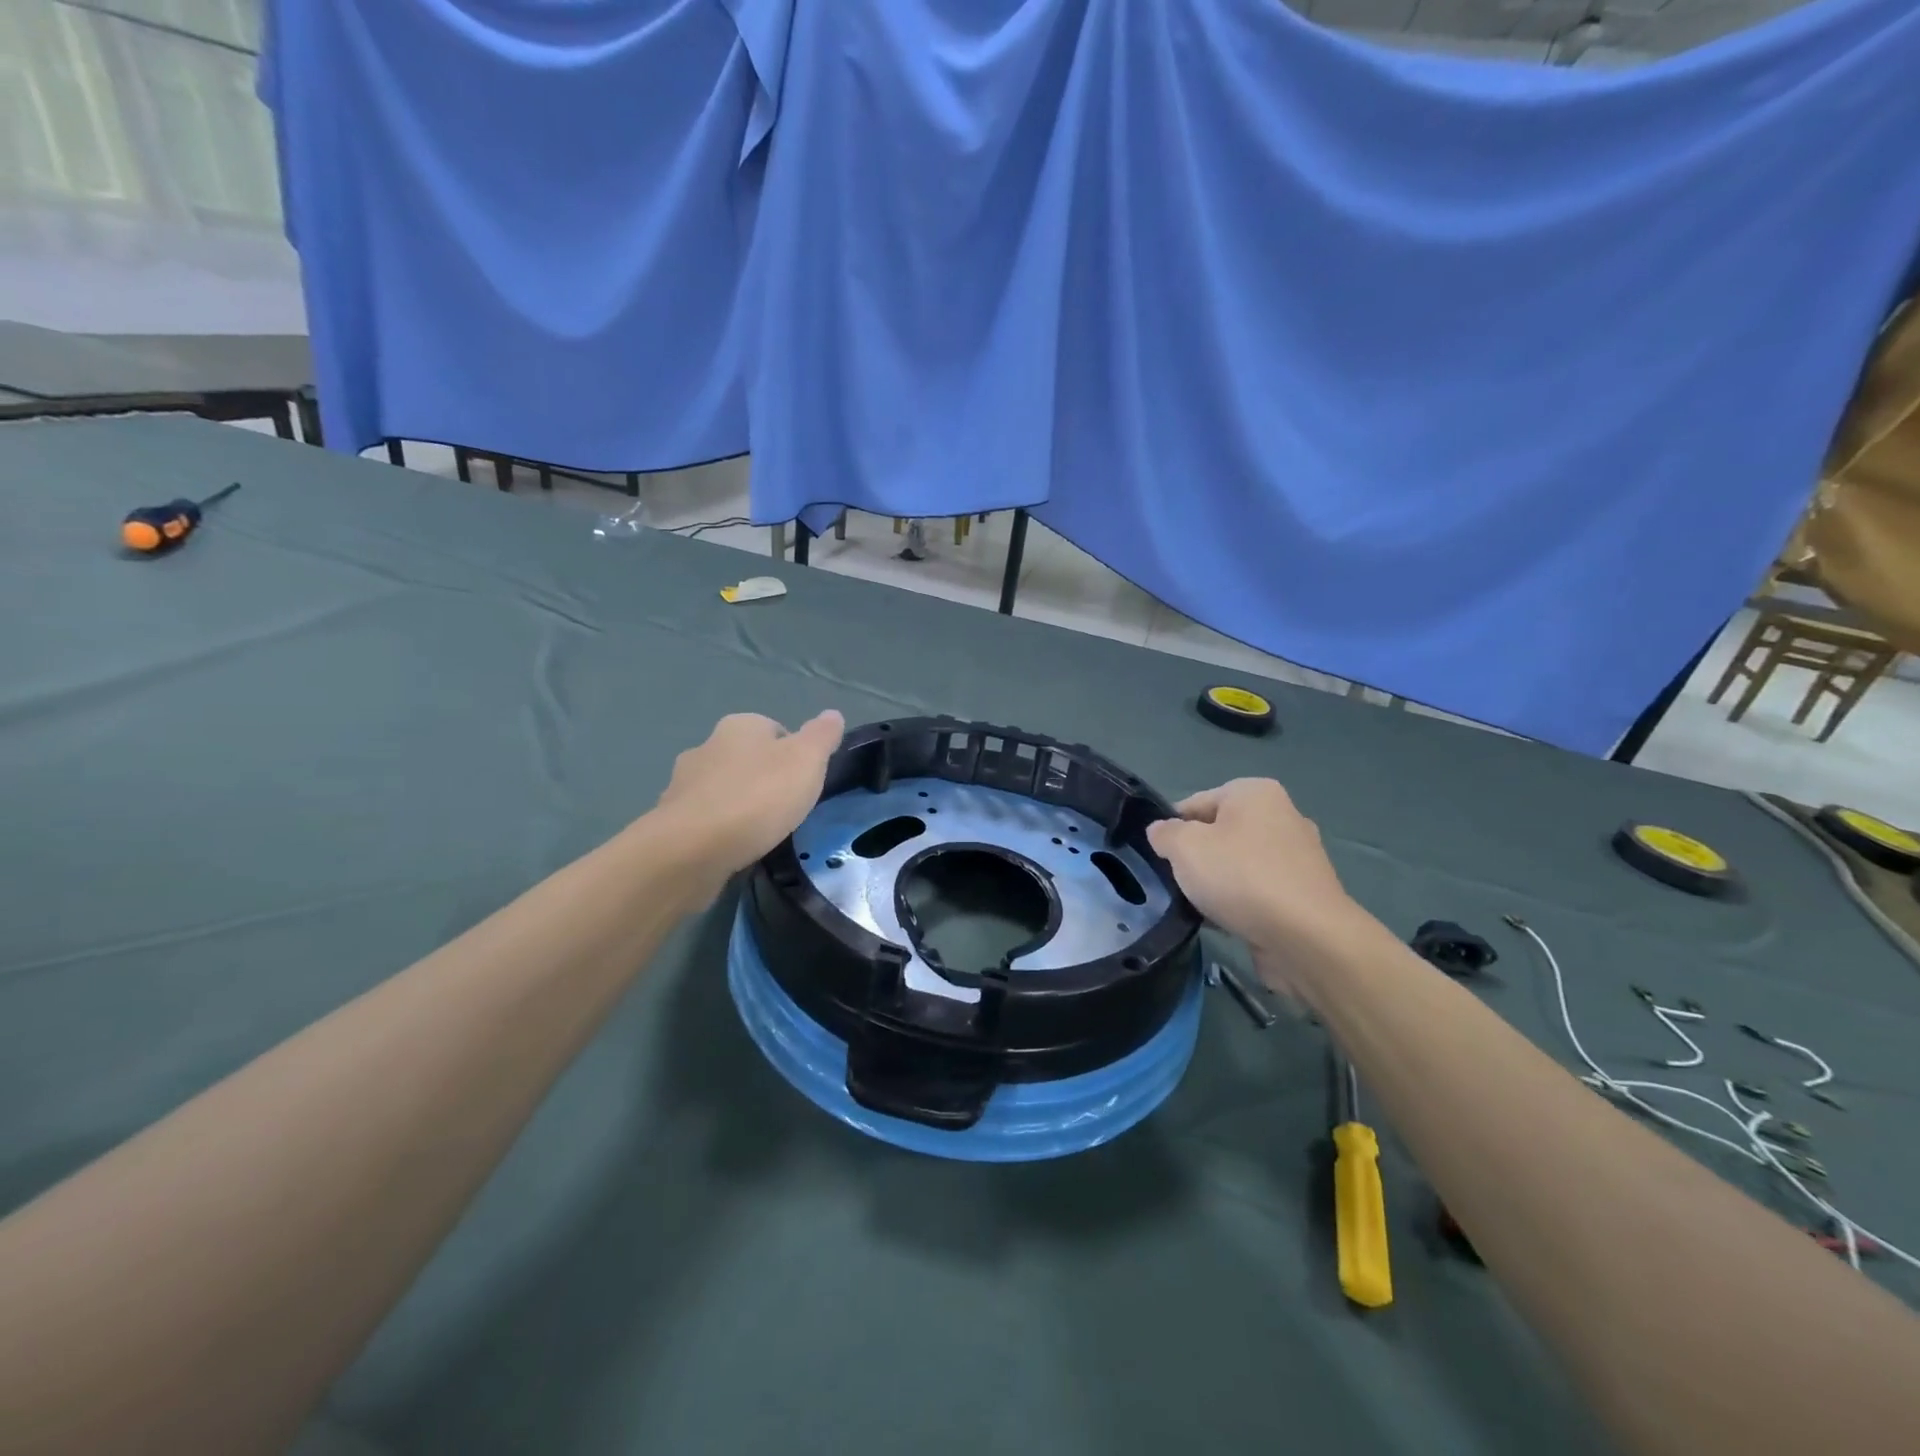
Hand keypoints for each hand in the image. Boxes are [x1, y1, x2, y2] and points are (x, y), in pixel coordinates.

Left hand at [652, 710, 844, 883]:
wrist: (692, 849)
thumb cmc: (758, 797)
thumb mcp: (806, 761)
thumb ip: (821, 736)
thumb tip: (832, 714)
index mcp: (740, 726)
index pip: (776, 730)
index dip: (795, 755)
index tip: (805, 783)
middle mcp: (707, 745)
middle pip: (747, 758)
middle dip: (765, 779)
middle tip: (787, 808)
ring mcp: (683, 783)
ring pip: (723, 788)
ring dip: (740, 804)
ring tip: (761, 832)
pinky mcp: (671, 819)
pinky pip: (704, 818)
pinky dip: (719, 829)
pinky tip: (733, 847)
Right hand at [1146, 779, 1363, 966]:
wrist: (1306, 937)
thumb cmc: (1241, 877)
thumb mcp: (1185, 847)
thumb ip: (1165, 834)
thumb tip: (1161, 831)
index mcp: (1255, 793)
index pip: (1196, 803)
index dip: (1172, 829)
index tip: (1159, 857)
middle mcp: (1282, 816)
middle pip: (1218, 833)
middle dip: (1196, 857)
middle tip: (1177, 882)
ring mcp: (1298, 856)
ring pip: (1238, 864)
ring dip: (1216, 883)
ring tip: (1198, 907)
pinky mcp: (1305, 893)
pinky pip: (1259, 891)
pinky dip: (1240, 903)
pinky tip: (1224, 923)